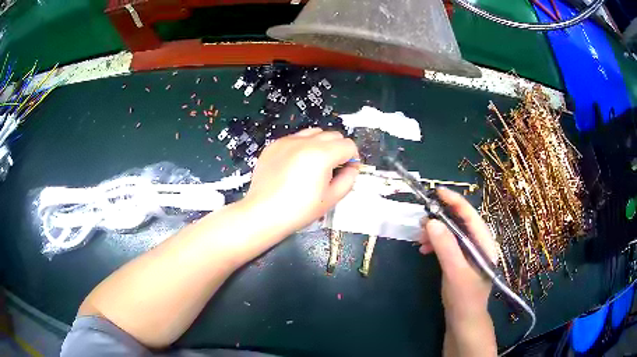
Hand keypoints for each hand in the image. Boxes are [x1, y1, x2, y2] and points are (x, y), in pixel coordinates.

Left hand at [245, 128, 359, 235]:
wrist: (263, 213)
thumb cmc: (298, 210)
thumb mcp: (331, 199)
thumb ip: (348, 179)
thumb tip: (351, 168)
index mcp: (321, 154)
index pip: (348, 145)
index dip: (352, 159)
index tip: (347, 171)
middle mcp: (305, 142)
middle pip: (333, 135)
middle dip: (338, 149)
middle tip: (332, 169)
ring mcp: (287, 141)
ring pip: (314, 133)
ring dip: (321, 145)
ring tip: (313, 165)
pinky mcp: (274, 145)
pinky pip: (295, 139)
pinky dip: (302, 147)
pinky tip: (295, 166)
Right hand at [418, 187, 496, 355]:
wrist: (464, 322)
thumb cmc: (464, 298)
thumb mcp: (456, 272)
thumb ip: (446, 247)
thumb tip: (431, 222)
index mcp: (485, 244)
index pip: (471, 216)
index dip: (455, 201)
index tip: (437, 191)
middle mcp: (479, 245)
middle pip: (461, 222)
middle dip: (442, 218)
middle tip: (422, 219)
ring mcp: (470, 254)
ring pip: (453, 233)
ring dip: (437, 232)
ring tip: (420, 237)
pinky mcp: (461, 262)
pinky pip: (448, 245)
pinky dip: (436, 244)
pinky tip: (425, 249)